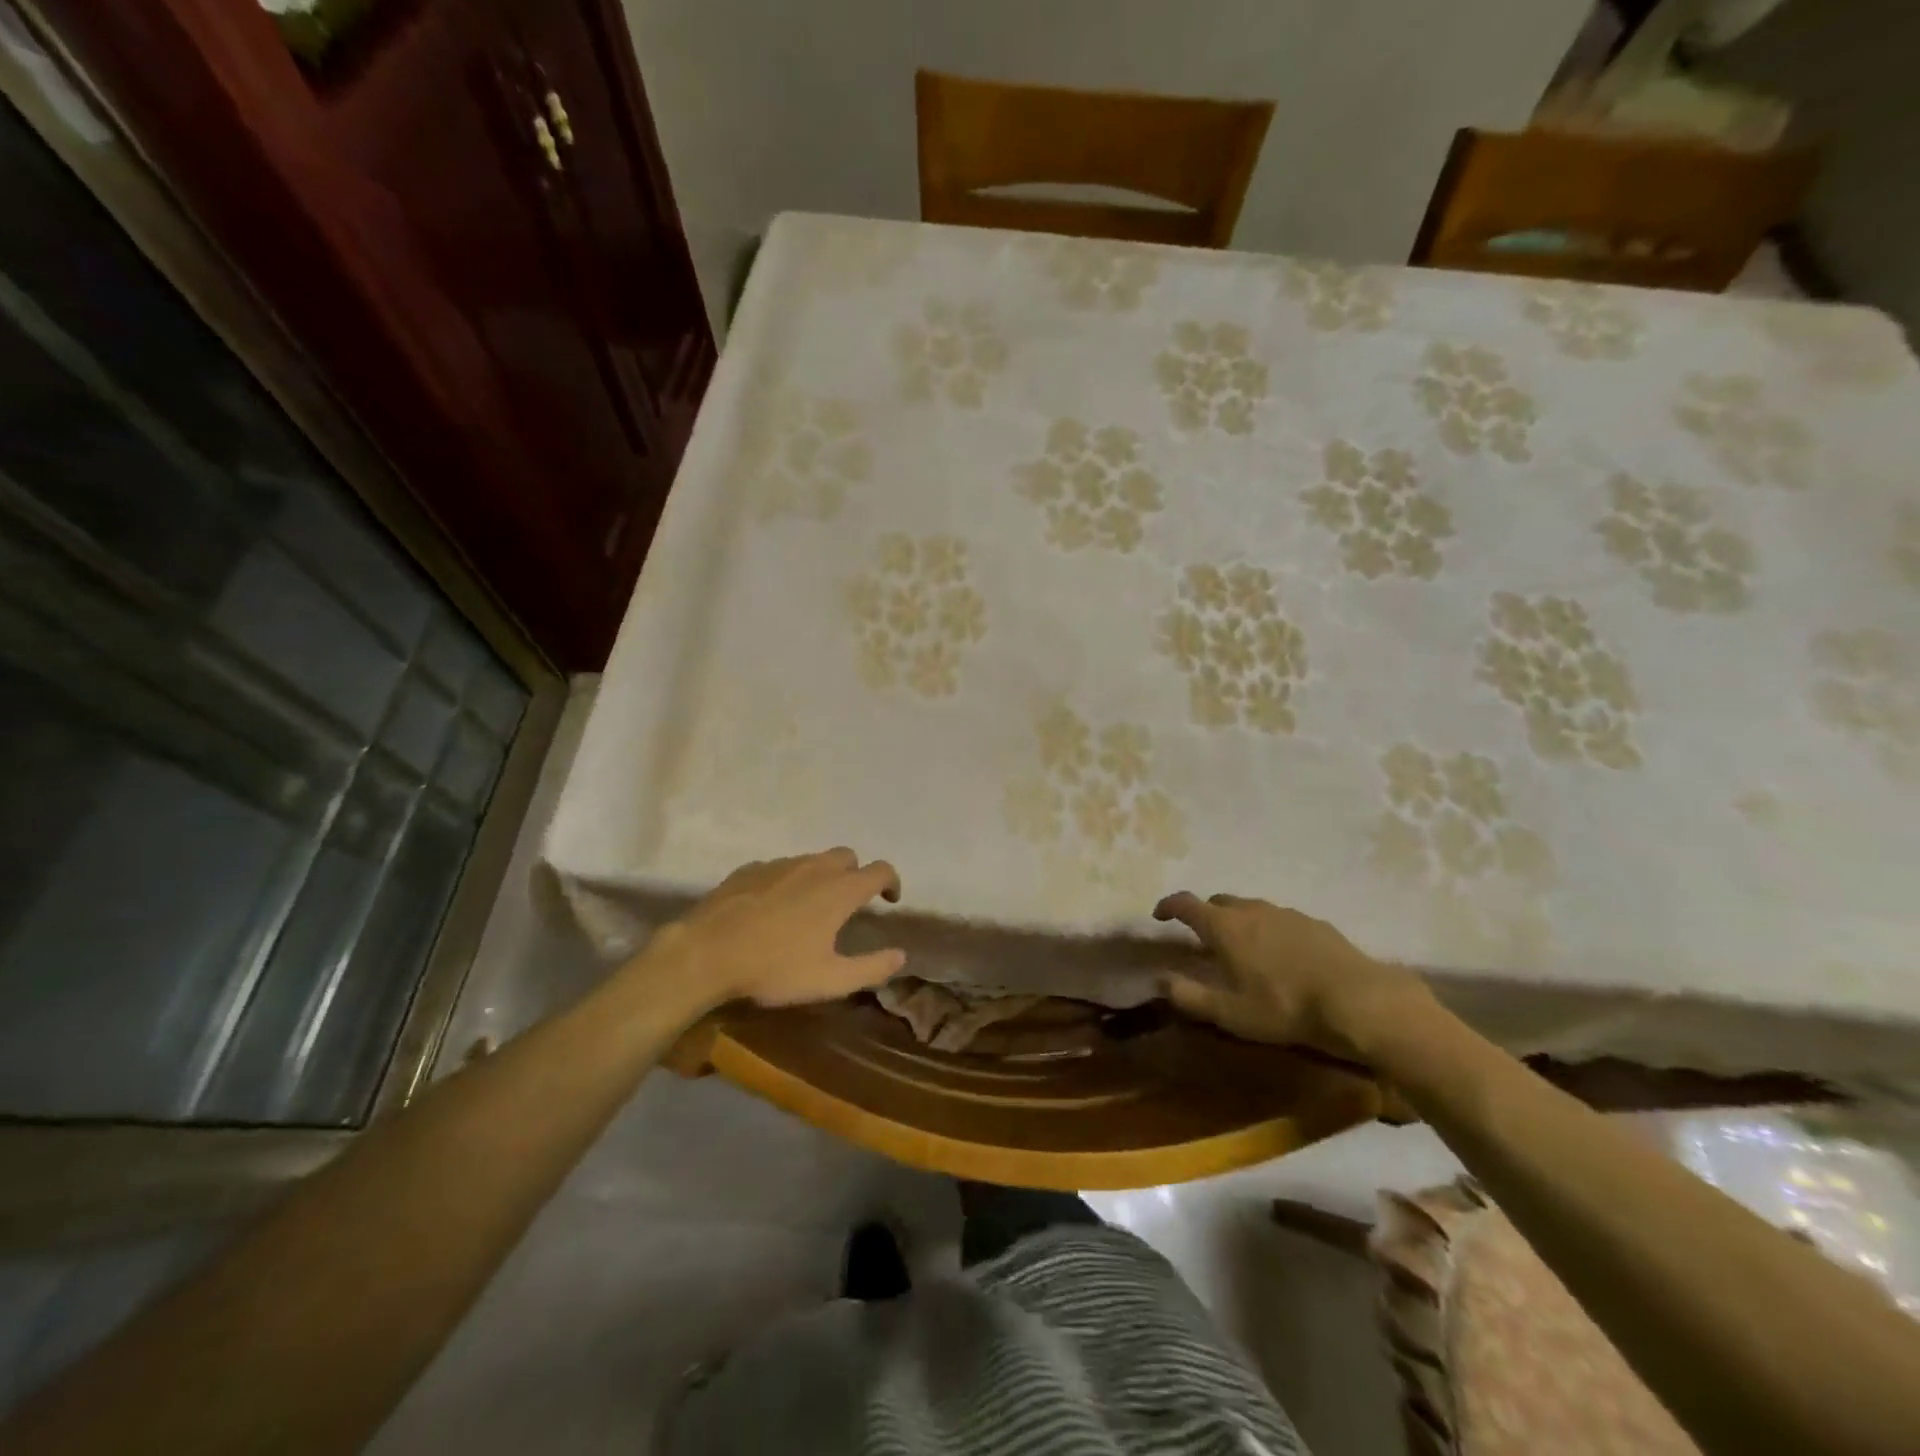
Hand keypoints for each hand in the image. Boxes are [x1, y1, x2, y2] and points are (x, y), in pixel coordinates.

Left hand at [640, 848, 904, 1012]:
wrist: (706, 953)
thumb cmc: (774, 967)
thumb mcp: (829, 980)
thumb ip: (871, 968)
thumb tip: (901, 955)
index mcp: (840, 890)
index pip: (880, 870)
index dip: (891, 882)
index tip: (890, 900)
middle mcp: (815, 867)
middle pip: (847, 857)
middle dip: (855, 874)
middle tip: (848, 904)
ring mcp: (779, 864)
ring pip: (812, 860)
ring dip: (821, 877)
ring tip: (809, 908)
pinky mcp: (749, 869)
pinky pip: (779, 868)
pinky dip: (787, 881)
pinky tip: (773, 907)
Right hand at [1152, 892, 1427, 1057]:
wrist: (1359, 1000)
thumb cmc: (1284, 1007)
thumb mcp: (1230, 1013)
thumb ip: (1190, 996)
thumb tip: (1160, 981)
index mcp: (1224, 926)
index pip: (1186, 904)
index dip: (1168, 906)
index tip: (1159, 915)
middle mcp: (1251, 910)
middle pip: (1219, 901)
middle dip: (1205, 914)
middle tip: (1203, 937)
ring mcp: (1286, 913)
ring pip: (1251, 907)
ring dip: (1239, 920)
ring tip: (1243, 946)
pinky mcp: (1315, 922)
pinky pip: (1280, 919)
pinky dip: (1270, 929)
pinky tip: (1282, 954)